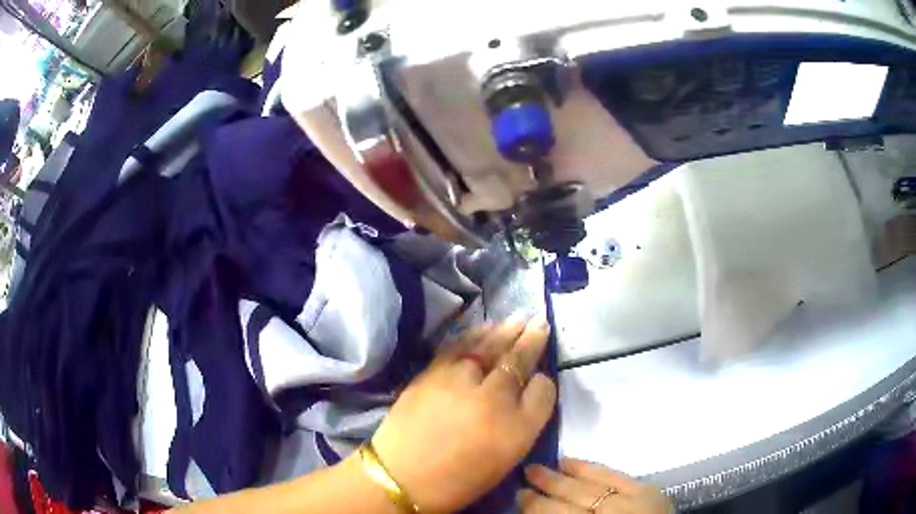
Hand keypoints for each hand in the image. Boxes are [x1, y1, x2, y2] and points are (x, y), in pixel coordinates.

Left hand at [369, 316, 556, 512]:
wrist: (401, 477)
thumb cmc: (458, 480)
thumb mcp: (504, 460)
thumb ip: (522, 423)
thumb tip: (527, 389)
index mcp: (517, 430)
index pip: (544, 391)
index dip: (544, 379)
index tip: (542, 373)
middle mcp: (493, 400)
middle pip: (518, 361)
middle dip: (531, 340)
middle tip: (539, 322)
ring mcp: (461, 383)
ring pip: (490, 347)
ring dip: (505, 331)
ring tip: (518, 318)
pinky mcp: (432, 374)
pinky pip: (459, 346)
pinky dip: (474, 334)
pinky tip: (485, 327)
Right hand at [519, 458, 672, 512]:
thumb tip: (540, 511)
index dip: (537, 508)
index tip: (517, 497)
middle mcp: (612, 513)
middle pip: (571, 500)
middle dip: (544, 492)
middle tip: (521, 482)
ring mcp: (632, 500)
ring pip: (590, 485)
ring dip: (561, 477)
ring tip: (537, 468)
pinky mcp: (647, 488)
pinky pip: (615, 474)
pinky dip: (591, 467)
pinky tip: (571, 461)